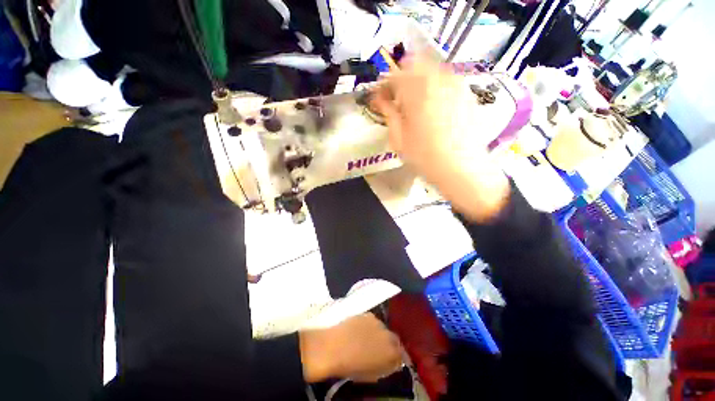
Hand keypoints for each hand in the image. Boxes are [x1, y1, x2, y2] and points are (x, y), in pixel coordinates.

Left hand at [299, 313, 402, 382]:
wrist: (334, 347)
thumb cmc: (351, 366)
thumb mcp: (372, 374)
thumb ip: (385, 366)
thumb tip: (390, 362)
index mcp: (391, 352)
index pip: (400, 354)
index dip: (395, 356)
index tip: (388, 359)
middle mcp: (388, 334)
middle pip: (393, 339)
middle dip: (388, 343)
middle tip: (377, 349)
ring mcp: (378, 322)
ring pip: (382, 328)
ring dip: (377, 333)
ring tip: (365, 339)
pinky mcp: (367, 313)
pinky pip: (372, 321)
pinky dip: (368, 325)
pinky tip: (358, 330)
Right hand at [371, 57, 509, 222]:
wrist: (462, 169)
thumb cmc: (425, 157)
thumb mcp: (399, 138)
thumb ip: (389, 113)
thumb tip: (379, 100)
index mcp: (417, 91)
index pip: (394, 76)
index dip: (383, 85)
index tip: (379, 98)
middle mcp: (438, 79)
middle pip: (414, 64)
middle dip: (401, 78)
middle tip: (396, 99)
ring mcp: (456, 84)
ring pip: (432, 70)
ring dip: (418, 81)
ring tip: (413, 103)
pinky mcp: (467, 93)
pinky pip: (446, 80)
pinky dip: (434, 86)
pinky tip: (432, 107)